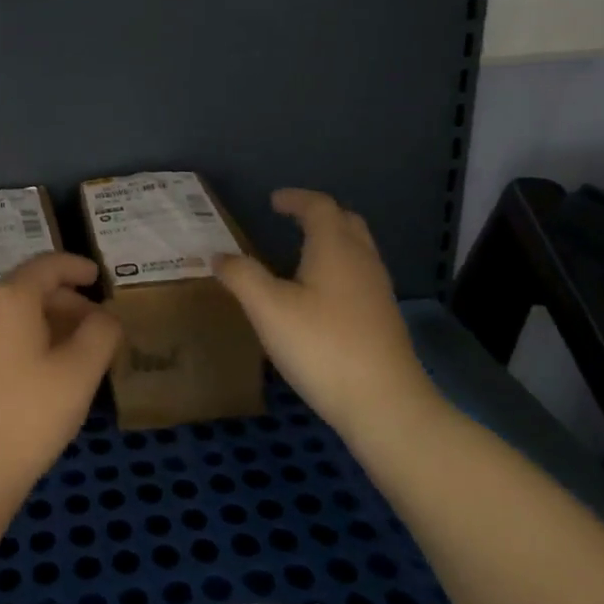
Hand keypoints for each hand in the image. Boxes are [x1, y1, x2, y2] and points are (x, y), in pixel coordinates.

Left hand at [0, 253, 122, 532]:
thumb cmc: (25, 417)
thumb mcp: (79, 374)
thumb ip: (101, 334)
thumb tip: (104, 315)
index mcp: (10, 298)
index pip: (47, 265)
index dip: (76, 266)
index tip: (99, 276)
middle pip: (28, 288)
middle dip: (66, 299)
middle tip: (96, 323)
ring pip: (12, 314)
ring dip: (46, 322)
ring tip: (75, 351)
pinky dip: (25, 340)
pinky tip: (41, 374)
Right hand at [216, 189, 437, 437]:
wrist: (384, 404)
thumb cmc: (322, 346)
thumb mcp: (268, 309)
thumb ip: (241, 276)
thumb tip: (219, 256)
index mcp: (335, 249)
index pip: (319, 207)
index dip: (296, 199)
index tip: (273, 201)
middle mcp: (362, 261)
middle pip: (346, 222)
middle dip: (318, 214)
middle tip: (290, 220)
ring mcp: (377, 291)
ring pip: (356, 249)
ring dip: (330, 241)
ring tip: (299, 253)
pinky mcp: (382, 319)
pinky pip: (359, 275)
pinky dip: (337, 268)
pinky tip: (318, 295)